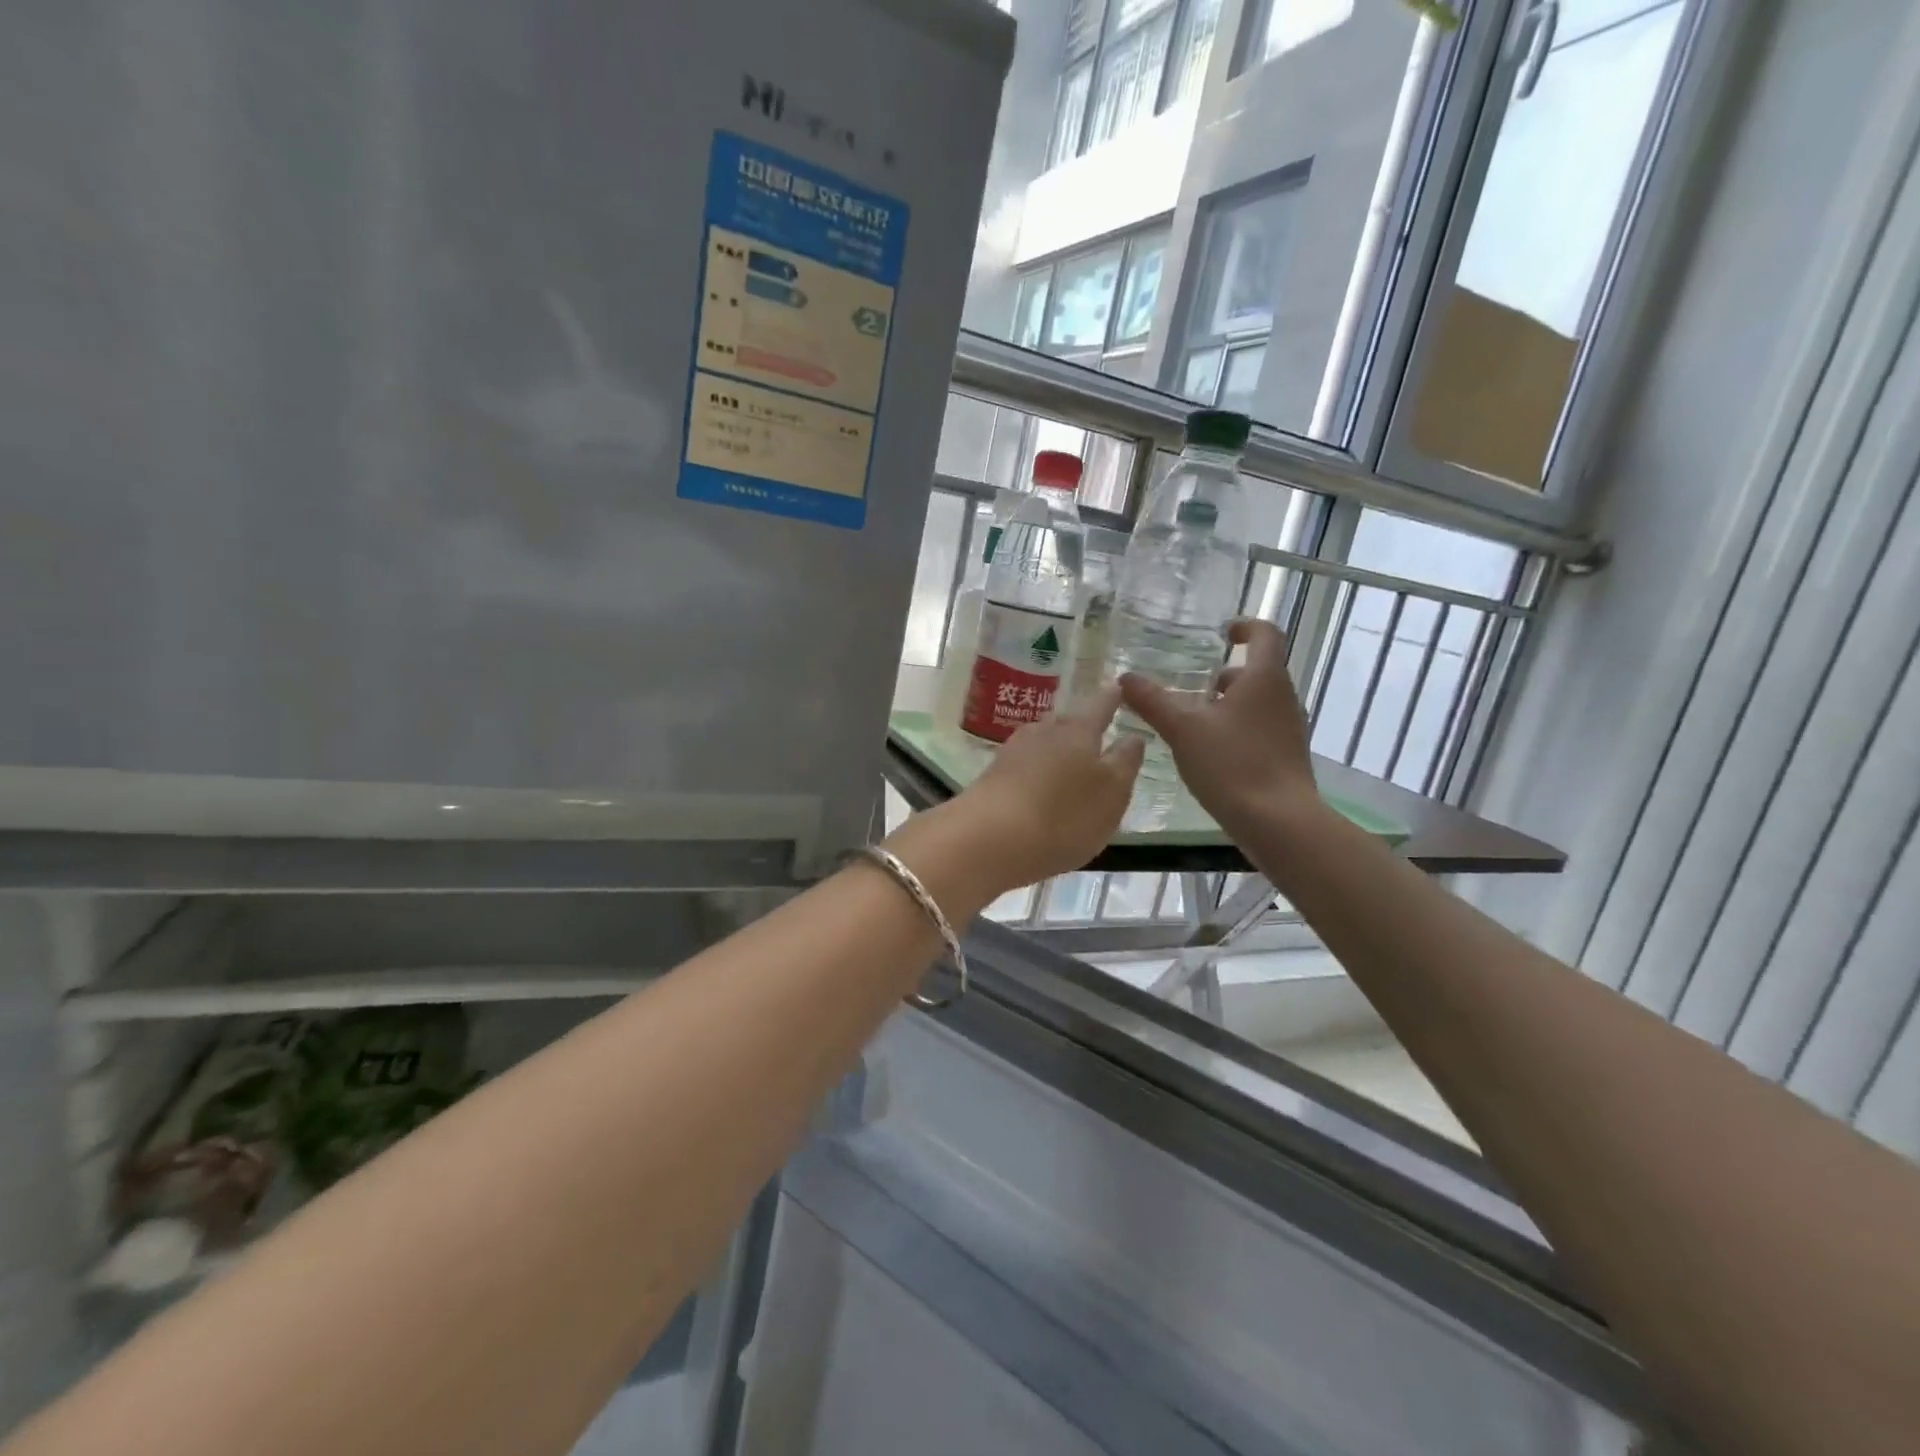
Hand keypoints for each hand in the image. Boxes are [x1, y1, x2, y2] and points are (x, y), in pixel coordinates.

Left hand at [884, 688, 1144, 911]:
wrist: (988, 839)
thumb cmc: (1063, 815)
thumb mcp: (1112, 793)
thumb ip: (1125, 762)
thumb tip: (1133, 736)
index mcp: (1079, 730)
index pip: (1101, 704)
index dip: (1113, 697)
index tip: (1120, 689)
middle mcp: (1044, 731)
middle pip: (1068, 721)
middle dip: (1083, 725)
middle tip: (1099, 731)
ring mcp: (1013, 751)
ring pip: (1044, 741)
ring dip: (1058, 748)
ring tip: (1072, 762)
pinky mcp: (993, 776)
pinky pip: (1025, 765)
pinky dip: (1038, 770)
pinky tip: (1041, 786)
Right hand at [1118, 619, 1321, 838]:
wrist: (1279, 822)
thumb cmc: (1233, 764)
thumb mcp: (1183, 730)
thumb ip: (1153, 701)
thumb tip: (1125, 678)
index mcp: (1264, 678)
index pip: (1264, 634)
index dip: (1244, 626)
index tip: (1221, 632)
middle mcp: (1282, 697)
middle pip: (1257, 671)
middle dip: (1224, 674)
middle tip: (1190, 685)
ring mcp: (1288, 728)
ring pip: (1256, 702)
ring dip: (1226, 703)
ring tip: (1191, 720)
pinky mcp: (1285, 755)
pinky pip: (1258, 728)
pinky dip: (1234, 728)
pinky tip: (1207, 752)